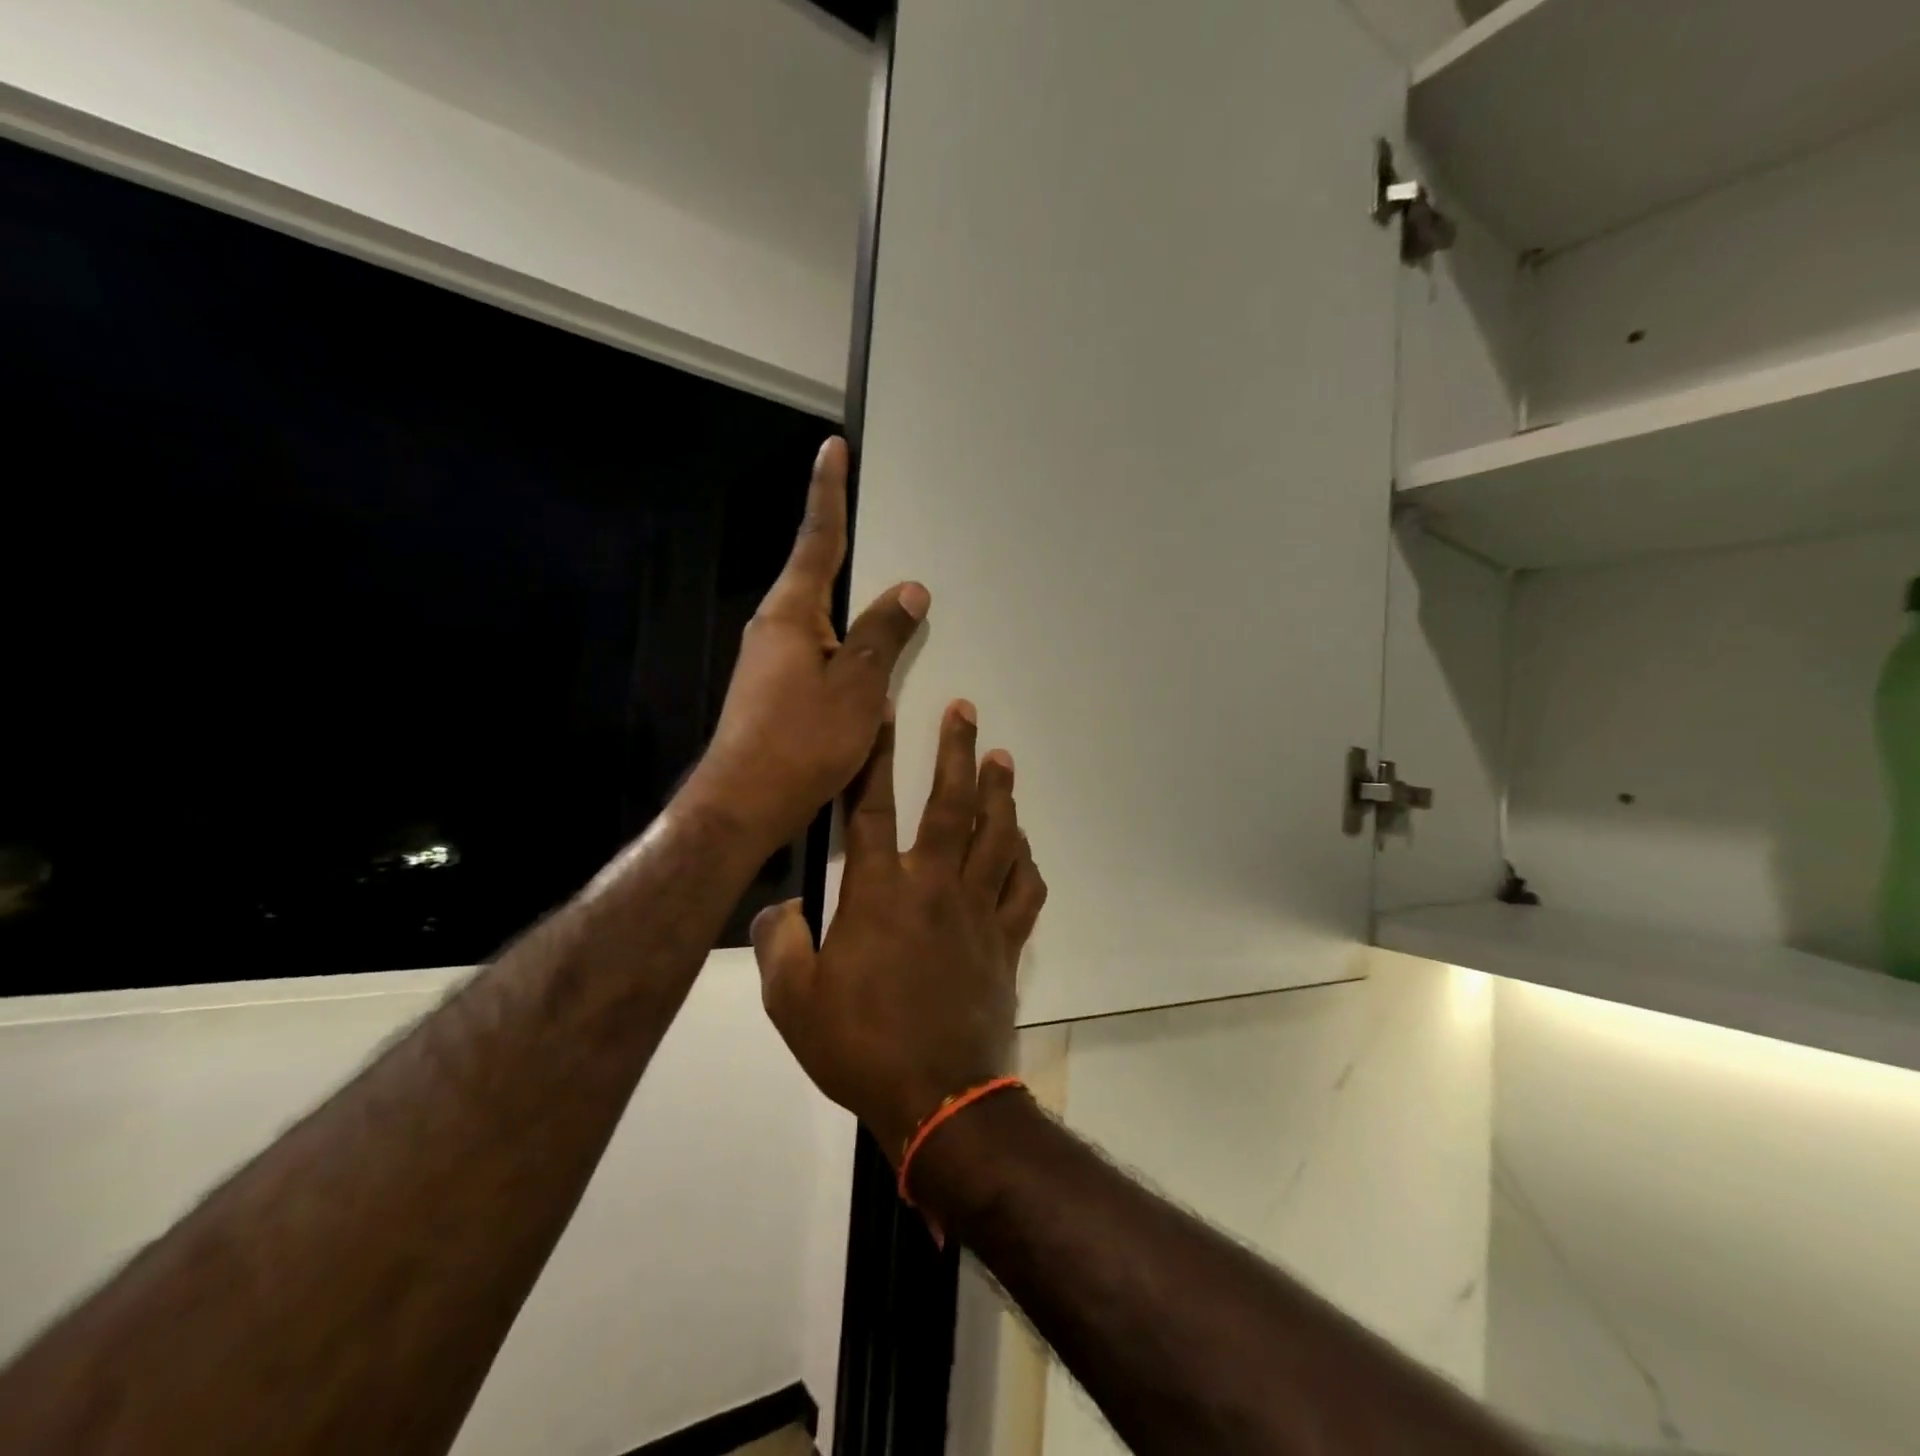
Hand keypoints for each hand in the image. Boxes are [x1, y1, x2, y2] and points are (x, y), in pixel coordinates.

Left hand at [684, 438, 929, 852]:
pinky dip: (849, 649)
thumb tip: (909, 589)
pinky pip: (822, 653)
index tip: (832, 448)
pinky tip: (873, 667)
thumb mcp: (856, 686)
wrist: (745, 804)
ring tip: (891, 606)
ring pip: (824, 621)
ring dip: (854, 611)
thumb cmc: (801, 741)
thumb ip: (883, 635)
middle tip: (876, 524)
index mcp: (791, 614)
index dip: (829, 493)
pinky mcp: (778, 691)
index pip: (817, 540)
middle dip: (846, 550)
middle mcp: (776, 628)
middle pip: (819, 577)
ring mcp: (772, 662)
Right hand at [751, 702, 1048, 1162]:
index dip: (878, 757)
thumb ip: (778, 944)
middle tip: (966, 711)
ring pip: (997, 836)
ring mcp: (977, 911)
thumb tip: (778, 910)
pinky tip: (1022, 845)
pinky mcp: (1006, 941)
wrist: (937, 1098)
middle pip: (951, 805)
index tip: (888, 713)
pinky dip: (1026, 860)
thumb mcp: (791, 1000)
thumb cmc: (860, 1046)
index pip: (875, 808)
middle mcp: (934, 886)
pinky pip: (1024, 888)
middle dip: (958, 752)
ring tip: (1003, 759)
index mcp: (880, 892)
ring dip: (1001, 793)